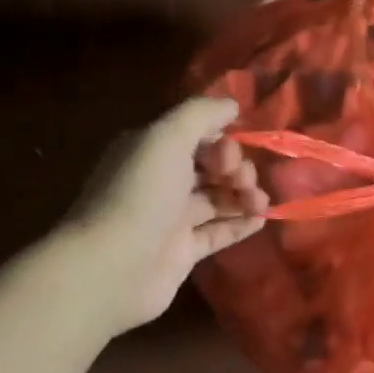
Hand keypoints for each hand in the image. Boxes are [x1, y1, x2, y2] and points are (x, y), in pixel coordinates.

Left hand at [67, 97, 268, 331]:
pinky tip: (261, 220)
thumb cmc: (140, 194)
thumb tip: (232, 105)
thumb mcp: (167, 137)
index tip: (229, 156)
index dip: (221, 142)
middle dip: (236, 168)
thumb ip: (201, 114)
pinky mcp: (182, 252)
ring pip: (217, 199)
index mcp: (150, 150)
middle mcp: (159, 181)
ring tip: (260, 203)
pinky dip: (240, 224)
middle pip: (210, 167)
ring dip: (244, 195)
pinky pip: (218, 232)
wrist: (112, 267)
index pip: (197, 136)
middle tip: (243, 181)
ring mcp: (170, 219)